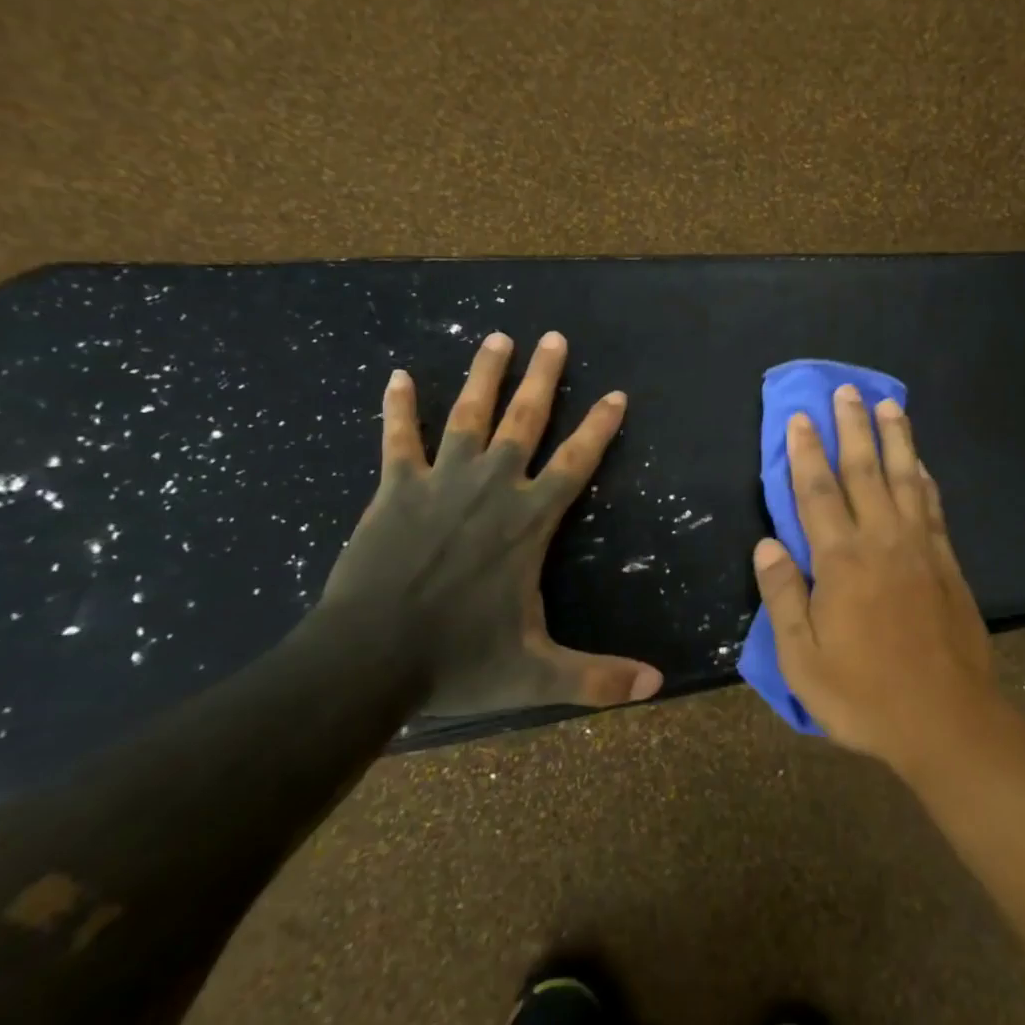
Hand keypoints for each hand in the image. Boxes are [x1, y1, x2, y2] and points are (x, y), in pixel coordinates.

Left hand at [321, 331, 663, 715]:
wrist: (367, 661)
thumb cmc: (458, 661)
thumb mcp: (537, 673)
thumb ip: (598, 678)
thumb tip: (657, 686)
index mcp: (529, 522)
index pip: (576, 463)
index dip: (599, 427)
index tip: (616, 394)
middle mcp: (491, 488)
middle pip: (524, 421)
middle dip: (543, 378)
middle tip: (554, 338)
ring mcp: (440, 483)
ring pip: (468, 416)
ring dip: (484, 375)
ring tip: (498, 338)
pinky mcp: (395, 490)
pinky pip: (398, 440)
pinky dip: (399, 408)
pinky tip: (398, 376)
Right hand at [751, 385, 1000, 775]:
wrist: (947, 720)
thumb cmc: (865, 695)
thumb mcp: (803, 660)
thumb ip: (783, 598)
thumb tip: (767, 546)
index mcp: (842, 562)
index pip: (817, 493)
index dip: (806, 453)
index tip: (801, 418)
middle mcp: (883, 542)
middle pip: (864, 472)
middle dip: (853, 428)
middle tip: (847, 391)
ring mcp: (921, 549)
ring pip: (906, 479)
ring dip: (896, 438)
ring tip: (889, 404)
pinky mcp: (948, 563)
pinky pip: (933, 506)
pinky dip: (925, 477)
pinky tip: (921, 462)